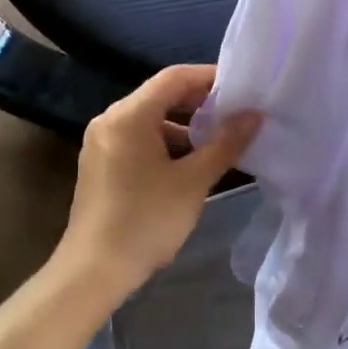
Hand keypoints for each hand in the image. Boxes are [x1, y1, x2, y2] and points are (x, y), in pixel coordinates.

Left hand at [59, 65, 260, 297]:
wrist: (93, 272)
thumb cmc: (145, 220)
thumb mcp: (193, 182)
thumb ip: (225, 143)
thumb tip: (254, 115)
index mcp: (129, 115)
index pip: (174, 77)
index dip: (208, 77)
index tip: (241, 85)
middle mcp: (110, 119)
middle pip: (160, 95)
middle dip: (198, 101)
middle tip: (235, 110)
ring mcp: (101, 141)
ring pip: (149, 118)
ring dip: (183, 124)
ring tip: (218, 137)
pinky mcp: (100, 163)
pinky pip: (137, 137)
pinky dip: (164, 141)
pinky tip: (189, 161)